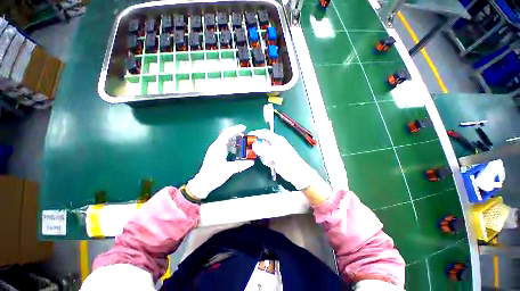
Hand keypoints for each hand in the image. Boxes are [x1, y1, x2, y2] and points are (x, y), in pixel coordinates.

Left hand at [187, 125, 253, 198]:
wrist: (203, 182)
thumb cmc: (215, 175)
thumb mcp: (230, 170)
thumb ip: (242, 165)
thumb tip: (252, 162)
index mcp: (218, 147)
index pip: (227, 134)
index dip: (236, 129)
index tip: (244, 128)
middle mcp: (216, 146)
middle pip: (226, 135)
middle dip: (236, 134)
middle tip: (245, 135)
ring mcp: (215, 149)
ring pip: (225, 140)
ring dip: (234, 139)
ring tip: (242, 142)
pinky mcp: (215, 153)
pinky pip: (224, 145)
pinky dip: (231, 145)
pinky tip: (236, 150)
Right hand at [249, 130, 331, 204]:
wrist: (299, 176)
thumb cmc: (289, 164)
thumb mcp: (276, 156)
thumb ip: (264, 150)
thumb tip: (253, 144)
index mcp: (277, 140)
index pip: (264, 133)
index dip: (255, 133)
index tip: (246, 137)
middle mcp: (275, 144)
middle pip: (262, 142)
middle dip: (259, 149)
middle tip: (260, 155)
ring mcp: (275, 151)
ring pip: (263, 151)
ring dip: (264, 157)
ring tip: (270, 162)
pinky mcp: (275, 158)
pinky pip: (266, 158)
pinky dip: (267, 161)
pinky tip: (272, 165)